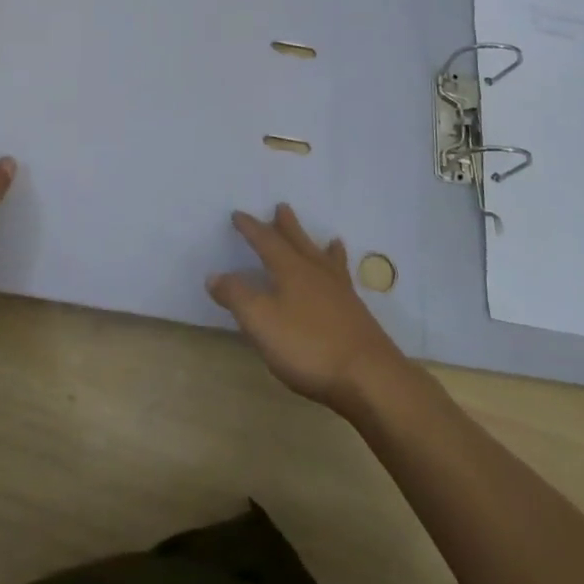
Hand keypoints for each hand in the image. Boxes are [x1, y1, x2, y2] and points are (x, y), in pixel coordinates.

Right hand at [207, 204, 409, 413]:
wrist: (368, 376)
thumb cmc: (308, 346)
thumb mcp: (261, 322)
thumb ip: (237, 296)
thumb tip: (215, 275)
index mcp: (291, 270)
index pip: (266, 241)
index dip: (251, 228)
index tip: (238, 215)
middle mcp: (316, 273)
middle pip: (299, 242)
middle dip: (286, 226)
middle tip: (282, 207)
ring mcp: (340, 292)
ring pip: (325, 259)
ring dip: (319, 246)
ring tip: (328, 238)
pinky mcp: (355, 313)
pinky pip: (343, 279)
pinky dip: (340, 271)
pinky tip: (344, 281)